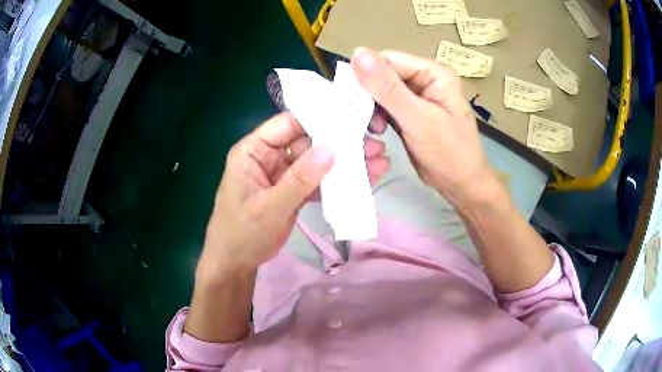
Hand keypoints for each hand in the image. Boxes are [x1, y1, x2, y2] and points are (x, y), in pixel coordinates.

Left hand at [197, 112, 389, 279]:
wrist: (236, 262)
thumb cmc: (242, 233)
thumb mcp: (269, 207)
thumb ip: (299, 179)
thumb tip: (331, 149)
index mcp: (253, 150)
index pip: (287, 124)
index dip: (318, 119)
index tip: (350, 119)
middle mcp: (269, 156)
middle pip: (308, 141)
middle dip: (340, 143)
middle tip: (374, 145)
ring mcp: (283, 174)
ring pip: (317, 162)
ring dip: (344, 163)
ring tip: (379, 162)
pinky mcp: (293, 191)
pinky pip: (317, 181)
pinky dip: (338, 182)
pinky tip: (363, 179)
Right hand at [351, 48, 496, 204]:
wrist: (462, 185)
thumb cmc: (449, 153)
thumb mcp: (418, 119)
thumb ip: (388, 88)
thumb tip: (357, 52)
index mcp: (432, 73)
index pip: (389, 60)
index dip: (367, 75)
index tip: (352, 98)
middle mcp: (423, 80)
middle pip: (383, 75)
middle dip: (369, 95)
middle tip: (365, 119)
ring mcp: (416, 97)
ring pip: (381, 92)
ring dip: (371, 108)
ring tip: (375, 129)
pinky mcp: (409, 114)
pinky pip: (385, 107)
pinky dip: (376, 117)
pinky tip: (377, 131)